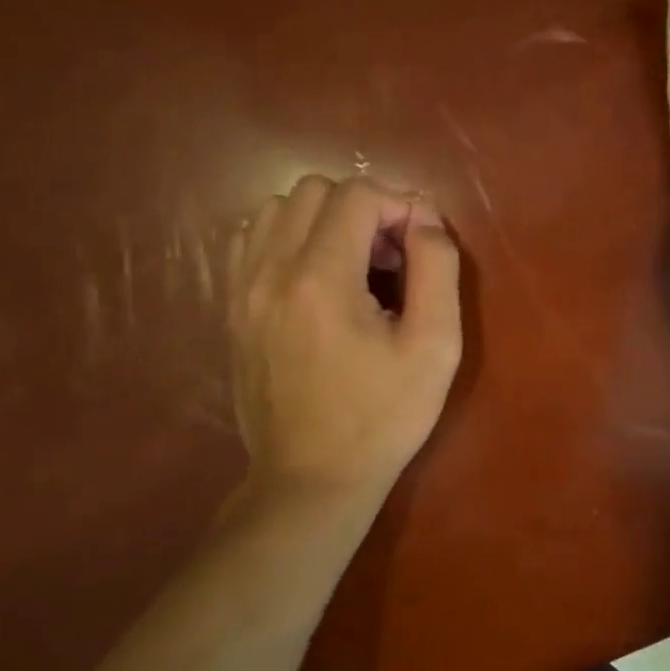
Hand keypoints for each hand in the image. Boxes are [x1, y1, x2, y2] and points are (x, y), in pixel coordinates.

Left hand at [228, 175, 462, 513]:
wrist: (310, 480)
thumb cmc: (382, 418)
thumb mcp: (435, 347)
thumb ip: (437, 268)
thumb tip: (424, 217)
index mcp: (320, 279)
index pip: (356, 194)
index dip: (398, 205)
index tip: (418, 247)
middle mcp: (270, 271)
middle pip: (314, 190)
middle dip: (362, 208)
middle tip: (388, 257)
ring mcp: (242, 289)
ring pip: (278, 208)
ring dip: (323, 219)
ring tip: (351, 264)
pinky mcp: (232, 308)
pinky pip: (252, 240)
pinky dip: (288, 238)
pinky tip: (314, 276)